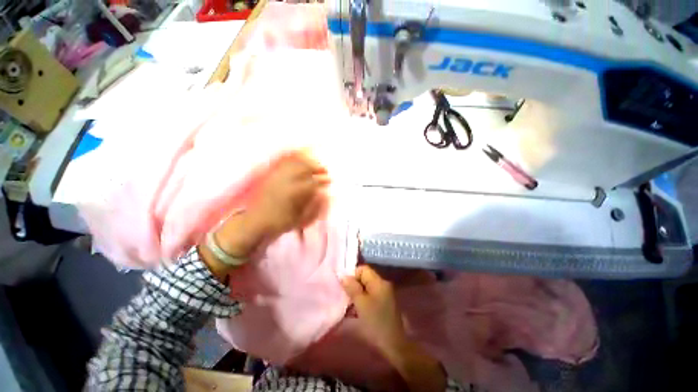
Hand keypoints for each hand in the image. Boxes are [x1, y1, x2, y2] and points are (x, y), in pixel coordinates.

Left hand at [202, 152, 328, 279]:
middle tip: (325, 170)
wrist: (255, 222)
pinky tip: (300, 163)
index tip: (330, 180)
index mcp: (293, 193)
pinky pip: (284, 165)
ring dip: (306, 163)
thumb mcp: (299, 220)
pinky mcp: (271, 177)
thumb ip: (314, 207)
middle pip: (303, 169)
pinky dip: (295, 162)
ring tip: (314, 165)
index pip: (312, 182)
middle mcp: (285, 182)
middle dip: (316, 167)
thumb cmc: (279, 223)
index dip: (322, 180)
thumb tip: (324, 194)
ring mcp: (277, 178)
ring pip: (294, 164)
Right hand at [343, 265, 447, 391]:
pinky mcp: (383, 305)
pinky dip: (362, 301)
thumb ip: (352, 287)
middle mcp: (383, 285)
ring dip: (356, 295)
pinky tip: (355, 312)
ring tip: (348, 305)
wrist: (394, 346)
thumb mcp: (361, 304)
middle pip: (364, 278)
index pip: (363, 269)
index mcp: (379, 282)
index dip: (352, 275)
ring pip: (366, 288)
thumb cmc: (376, 323)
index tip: (344, 286)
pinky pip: (369, 297)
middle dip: (353, 285)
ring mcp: (384, 295)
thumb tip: (343, 275)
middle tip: (344, 296)